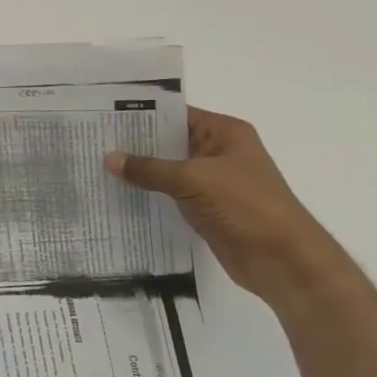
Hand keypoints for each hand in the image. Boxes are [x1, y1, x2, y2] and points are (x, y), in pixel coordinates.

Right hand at [106, 107, 344, 307]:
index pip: (175, 114)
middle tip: (92, 141)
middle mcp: (218, 152)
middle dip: (134, 144)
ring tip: (96, 166)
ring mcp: (212, 181)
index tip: (103, 116)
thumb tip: (108, 159)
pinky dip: (148, 193)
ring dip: (139, 171)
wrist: (284, 261)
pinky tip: (118, 193)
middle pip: (168, 141)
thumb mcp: (193, 180)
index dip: (141, 114)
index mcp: (224, 133)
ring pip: (167, 169)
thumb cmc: (246, 206)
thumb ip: (149, 168)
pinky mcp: (206, 207)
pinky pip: (170, 193)